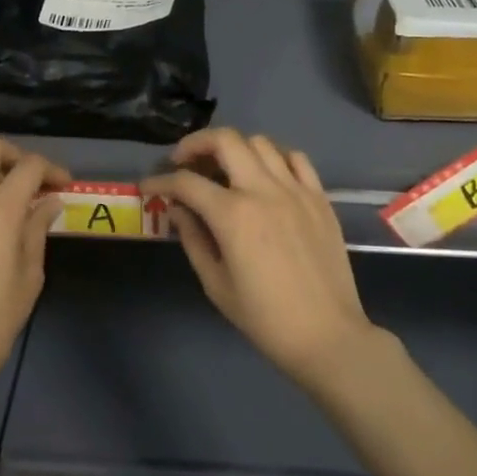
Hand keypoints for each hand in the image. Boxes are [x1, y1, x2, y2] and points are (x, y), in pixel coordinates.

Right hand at [141, 128, 375, 383]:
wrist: (327, 335)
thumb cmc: (265, 318)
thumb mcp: (216, 284)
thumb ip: (193, 239)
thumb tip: (178, 210)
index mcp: (234, 215)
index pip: (186, 182)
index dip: (160, 181)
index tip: (149, 186)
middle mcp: (264, 190)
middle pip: (225, 140)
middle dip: (196, 144)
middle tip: (183, 161)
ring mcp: (296, 189)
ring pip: (260, 142)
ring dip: (235, 148)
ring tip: (224, 169)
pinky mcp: (320, 197)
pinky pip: (296, 158)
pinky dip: (275, 158)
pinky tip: (266, 176)